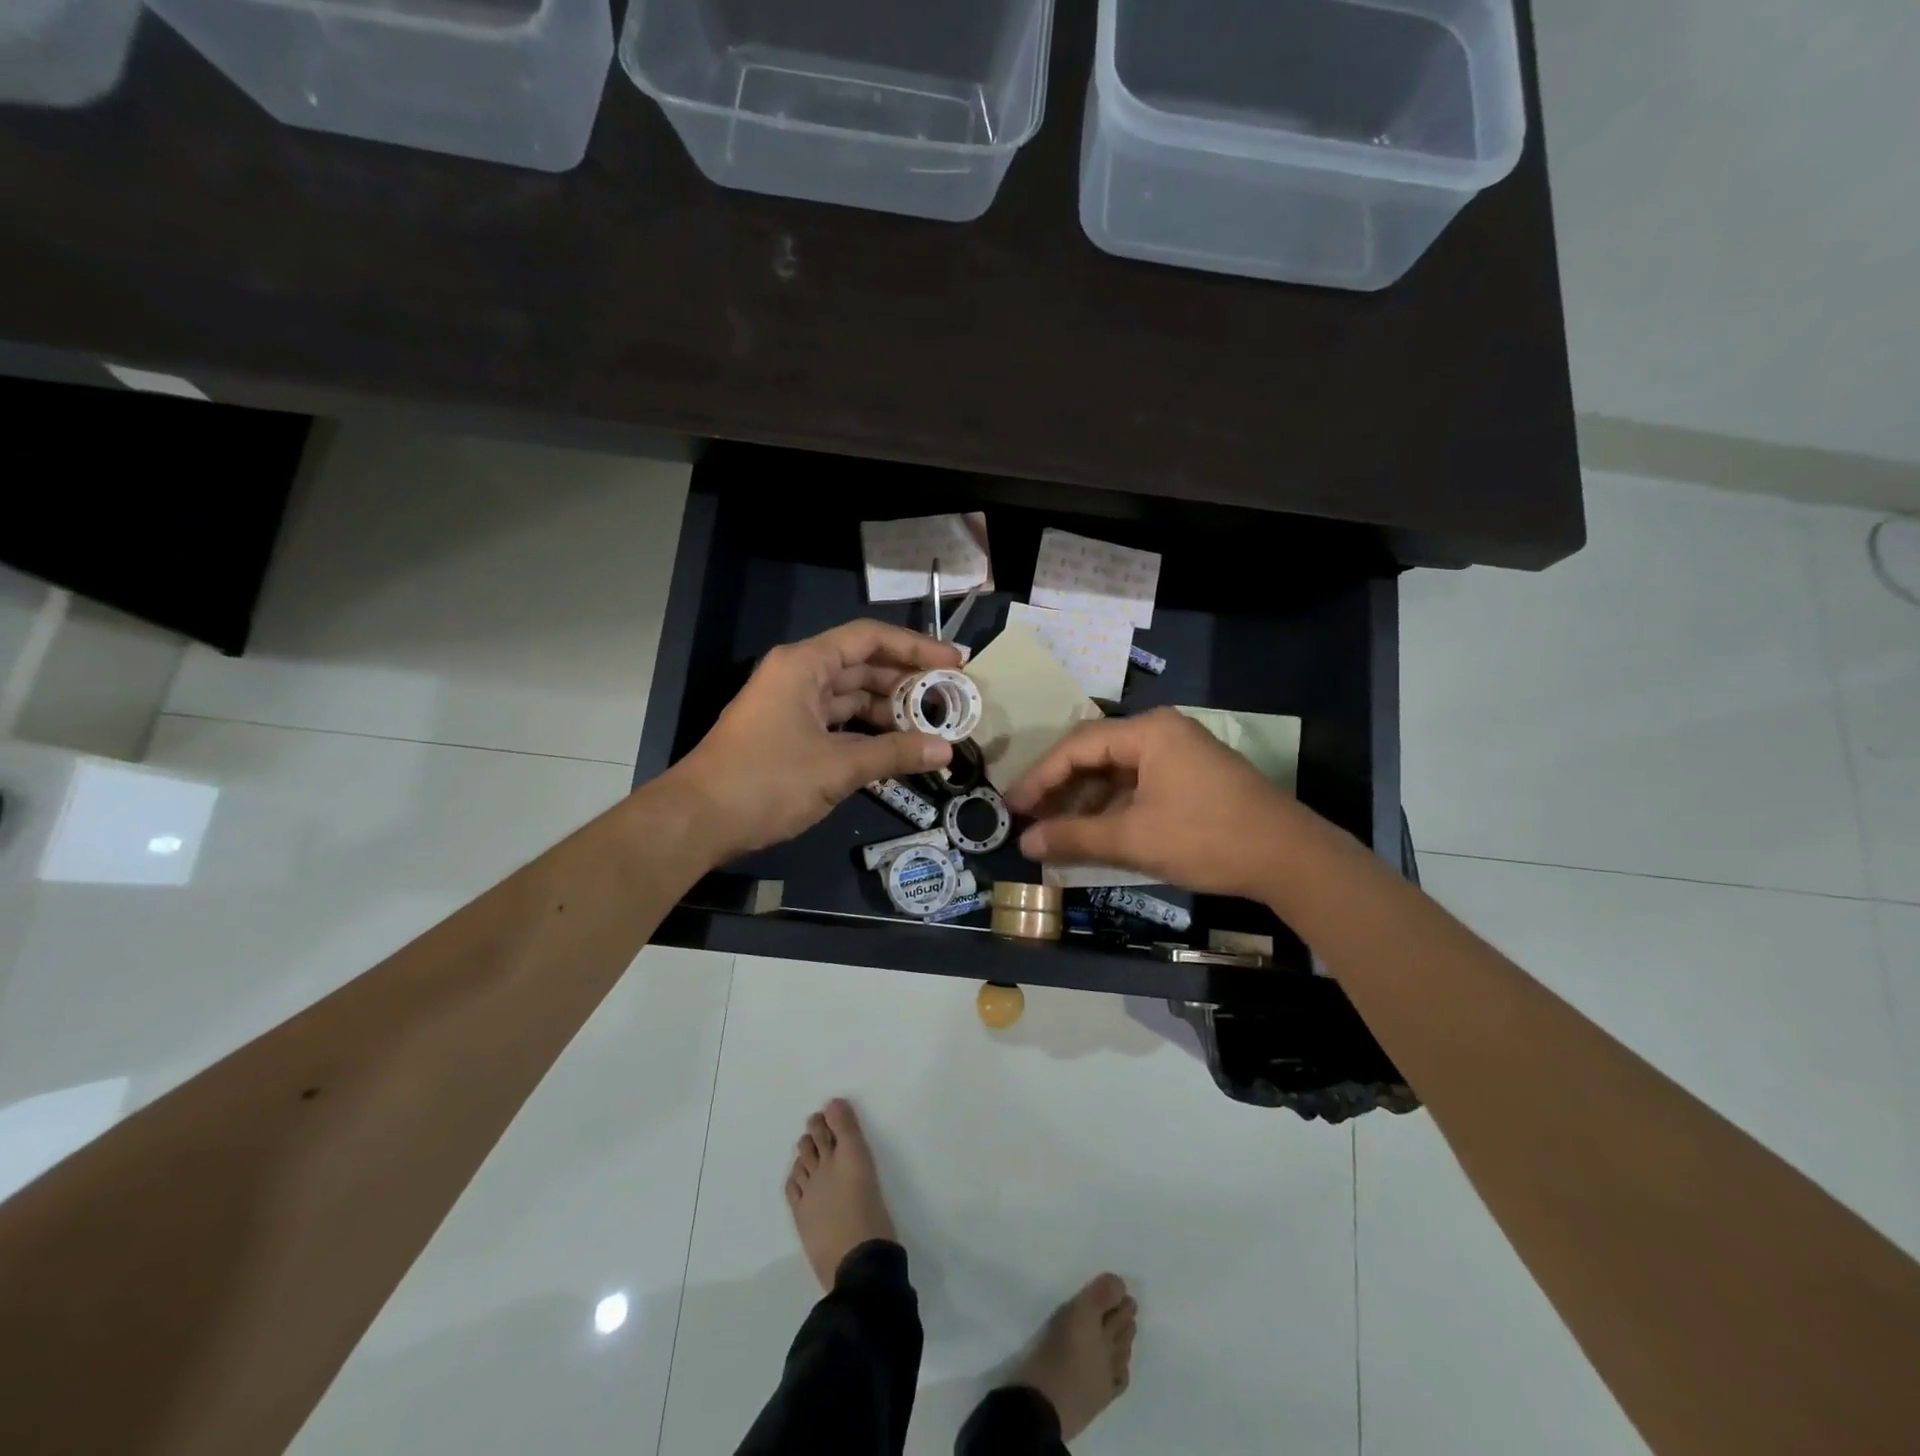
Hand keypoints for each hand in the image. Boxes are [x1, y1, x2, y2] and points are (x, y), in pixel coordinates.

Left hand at [667, 621, 962, 861]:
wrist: (697, 821)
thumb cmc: (766, 781)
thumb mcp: (837, 767)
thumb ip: (894, 754)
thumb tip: (947, 750)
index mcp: (804, 664)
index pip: (869, 638)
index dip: (915, 646)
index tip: (954, 662)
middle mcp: (798, 675)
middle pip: (863, 666)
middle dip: (907, 682)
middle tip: (952, 699)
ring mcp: (792, 705)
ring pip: (851, 697)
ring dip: (889, 711)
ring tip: (933, 727)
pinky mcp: (789, 734)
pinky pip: (838, 723)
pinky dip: (867, 733)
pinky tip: (898, 748)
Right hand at [1006, 707, 1307, 899]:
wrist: (1291, 859)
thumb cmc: (1208, 838)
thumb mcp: (1134, 839)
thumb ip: (1074, 837)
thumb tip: (1024, 844)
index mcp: (1148, 732)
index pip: (1077, 746)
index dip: (1039, 778)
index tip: (1011, 806)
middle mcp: (1161, 732)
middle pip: (1094, 755)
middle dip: (1059, 788)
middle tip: (1028, 819)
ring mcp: (1179, 754)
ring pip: (1116, 772)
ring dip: (1084, 801)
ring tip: (1055, 831)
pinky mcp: (1191, 777)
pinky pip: (1137, 785)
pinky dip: (1112, 808)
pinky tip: (1094, 833)